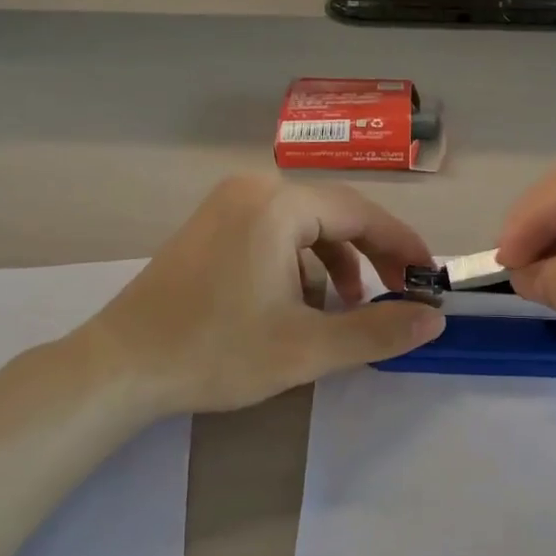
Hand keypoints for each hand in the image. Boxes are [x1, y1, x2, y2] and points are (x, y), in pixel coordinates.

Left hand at [87, 176, 445, 415]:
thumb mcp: (306, 348)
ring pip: (305, 225)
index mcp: (278, 205)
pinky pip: (275, 232)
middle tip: (400, 294)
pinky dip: (301, 261)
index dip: (403, 245)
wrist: (121, 366)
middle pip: (334, 214)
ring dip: (337, 261)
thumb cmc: (215, 352)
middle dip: (372, 255)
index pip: (362, 213)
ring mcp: (226, 204)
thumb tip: (434, 319)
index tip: (430, 277)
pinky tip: (303, 300)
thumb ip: (377, 330)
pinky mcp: (210, 226)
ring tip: (348, 307)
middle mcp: (253, 189)